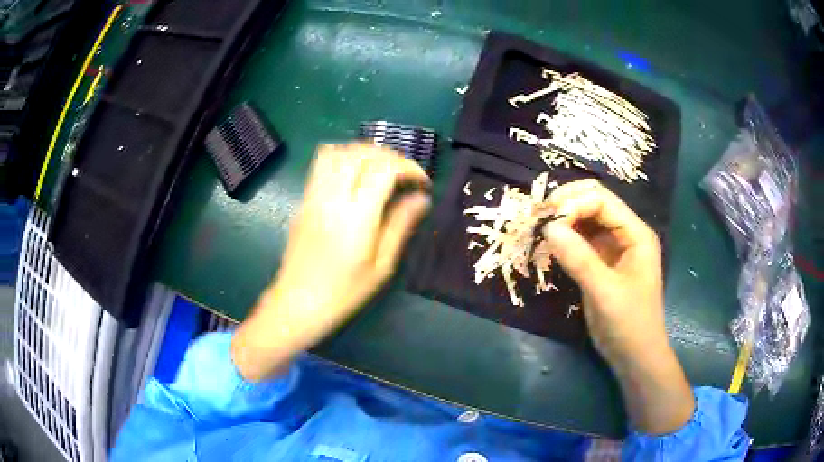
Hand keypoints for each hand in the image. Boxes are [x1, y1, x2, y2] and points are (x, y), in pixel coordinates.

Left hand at [232, 144, 430, 381]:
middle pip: (360, 153)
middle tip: (404, 174)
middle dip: (388, 155)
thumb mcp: (381, 266)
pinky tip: (355, 178)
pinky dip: (343, 159)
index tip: (422, 182)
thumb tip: (421, 198)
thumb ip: (401, 226)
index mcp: (355, 217)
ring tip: (379, 171)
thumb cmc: (343, 293)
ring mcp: (313, 196)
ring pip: (337, 151)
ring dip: (363, 153)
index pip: (383, 169)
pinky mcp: (303, 200)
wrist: (297, 304)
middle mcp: (331, 198)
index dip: (408, 167)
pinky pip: (321, 164)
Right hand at [542, 179, 693, 434]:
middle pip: (593, 204)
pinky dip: (564, 239)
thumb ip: (579, 259)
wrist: (634, 356)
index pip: (602, 201)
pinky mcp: (601, 263)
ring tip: (538, 228)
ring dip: (563, 221)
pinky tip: (549, 244)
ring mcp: (613, 248)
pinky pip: (581, 241)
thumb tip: (548, 227)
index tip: (546, 220)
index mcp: (636, 234)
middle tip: (537, 218)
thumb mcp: (605, 292)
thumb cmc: (629, 324)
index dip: (574, 203)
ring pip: (585, 220)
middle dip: (566, 206)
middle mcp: (625, 234)